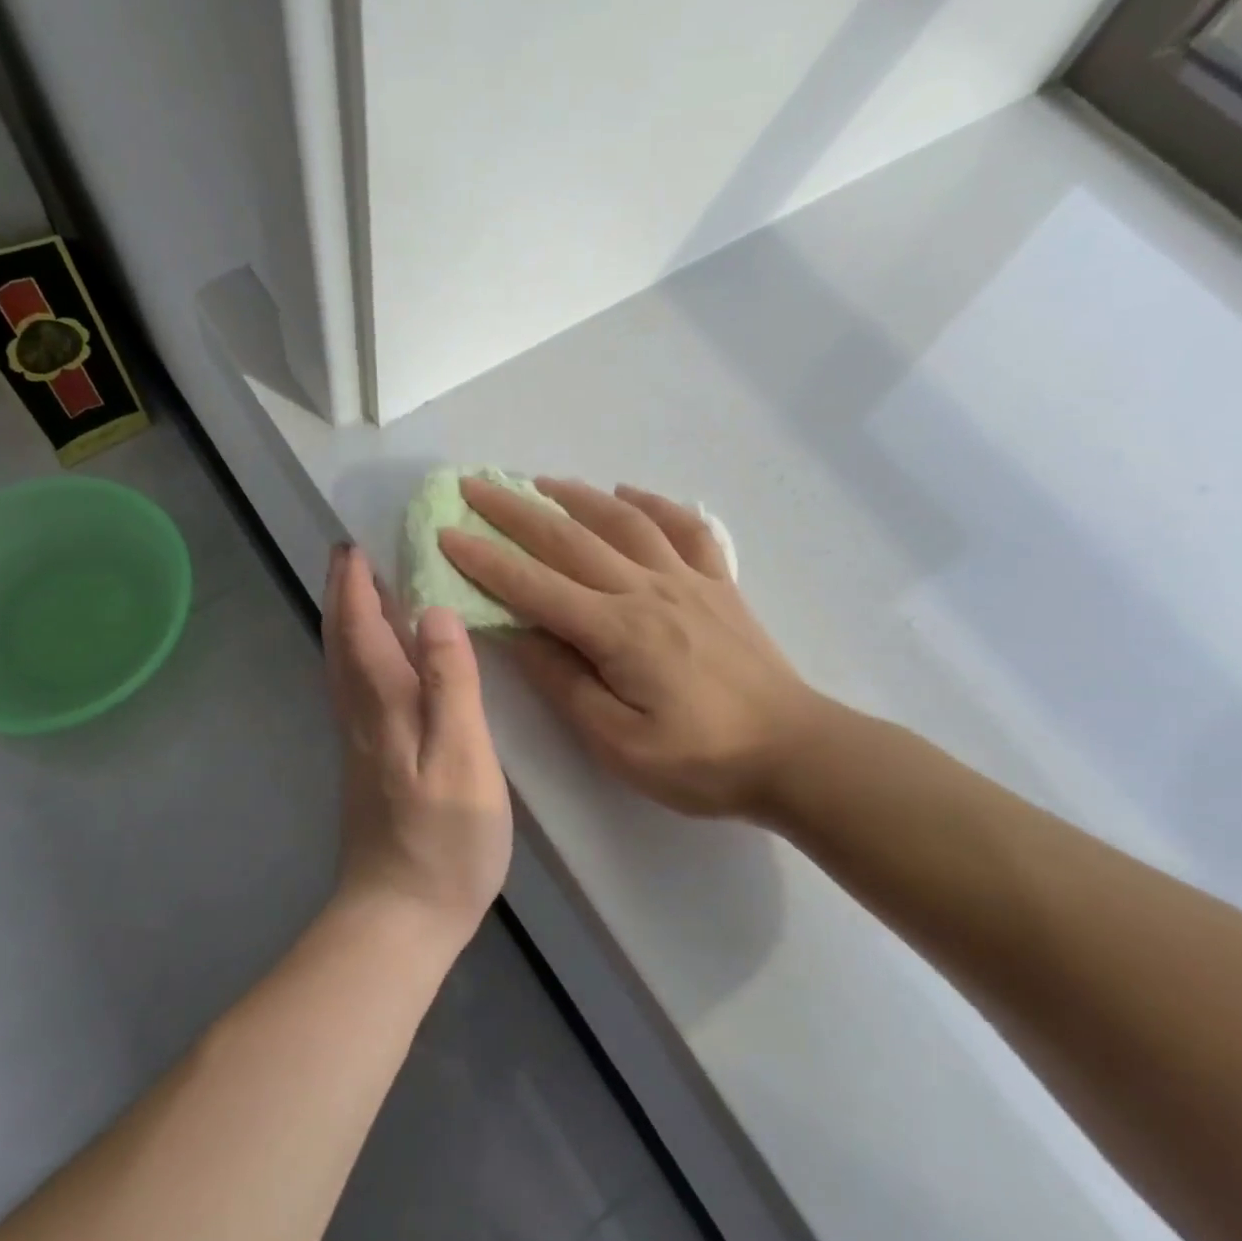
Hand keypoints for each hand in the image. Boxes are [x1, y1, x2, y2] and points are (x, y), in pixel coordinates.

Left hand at [323, 544, 511, 951]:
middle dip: (342, 594)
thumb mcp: (462, 757)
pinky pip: (355, 687)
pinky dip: (358, 655)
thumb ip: (451, 683)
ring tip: (364, 591)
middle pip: (341, 640)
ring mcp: (359, 741)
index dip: (356, 583)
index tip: (355, 542)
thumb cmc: (443, 838)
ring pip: (342, 665)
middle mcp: (360, 713)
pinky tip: (380, 660)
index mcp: (382, 703)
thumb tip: (435, 612)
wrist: (399, 916)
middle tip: (351, 554)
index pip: (360, 626)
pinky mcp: (367, 763)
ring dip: (347, 621)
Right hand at [440, 478, 825, 820]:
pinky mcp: (719, 585)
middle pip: (569, 539)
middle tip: (474, 486)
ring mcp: (688, 580)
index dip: (485, 559)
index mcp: (617, 631)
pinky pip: (685, 529)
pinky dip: (653, 504)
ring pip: (623, 521)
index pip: (534, 586)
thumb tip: (518, 635)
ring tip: (539, 481)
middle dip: (515, 512)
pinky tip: (629, 492)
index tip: (446, 533)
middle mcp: (647, 590)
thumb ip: (565, 683)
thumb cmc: (701, 760)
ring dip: (576, 495)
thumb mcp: (617, 741)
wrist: (795, 753)